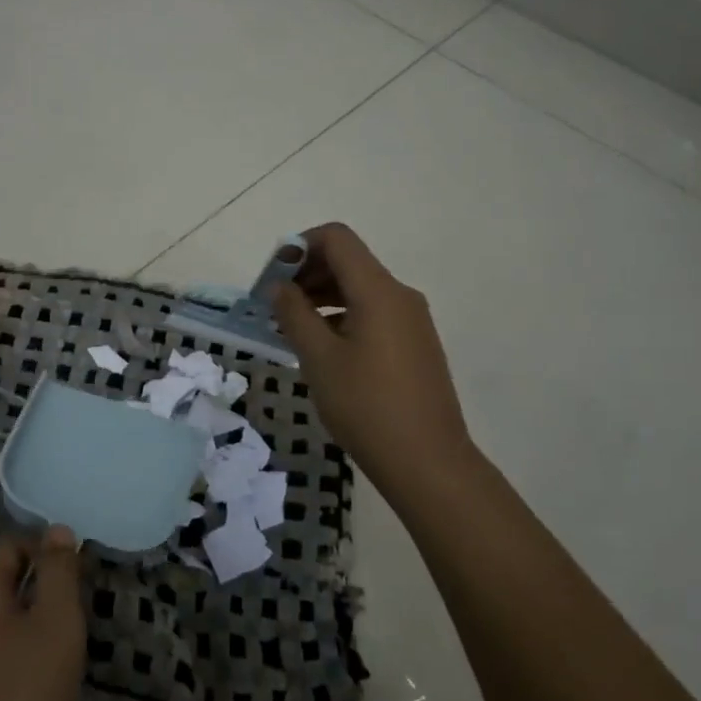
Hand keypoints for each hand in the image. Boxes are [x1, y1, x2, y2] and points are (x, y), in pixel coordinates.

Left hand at [0, 528, 85, 700]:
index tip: (79, 580)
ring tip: (64, 654)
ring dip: (32, 629)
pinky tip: (40, 689)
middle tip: (76, 619)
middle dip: (42, 593)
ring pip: (0, 624)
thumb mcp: (56, 622)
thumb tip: (56, 530)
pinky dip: (18, 661)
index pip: (12, 547)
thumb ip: (59, 571)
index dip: (48, 554)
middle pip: (4, 584)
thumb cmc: (26, 697)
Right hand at [271, 223, 477, 500]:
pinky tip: (322, 347)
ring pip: (361, 289)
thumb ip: (294, 314)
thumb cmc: (366, 406)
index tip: (273, 276)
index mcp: (378, 290)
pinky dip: (342, 316)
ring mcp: (412, 320)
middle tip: (274, 303)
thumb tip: (278, 286)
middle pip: (349, 261)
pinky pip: (373, 313)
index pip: (337, 238)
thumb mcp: (319, 358)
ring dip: (323, 296)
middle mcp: (400, 295)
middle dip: (307, 272)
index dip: (299, 246)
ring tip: (291, 327)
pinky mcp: (415, 344)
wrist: (428, 461)